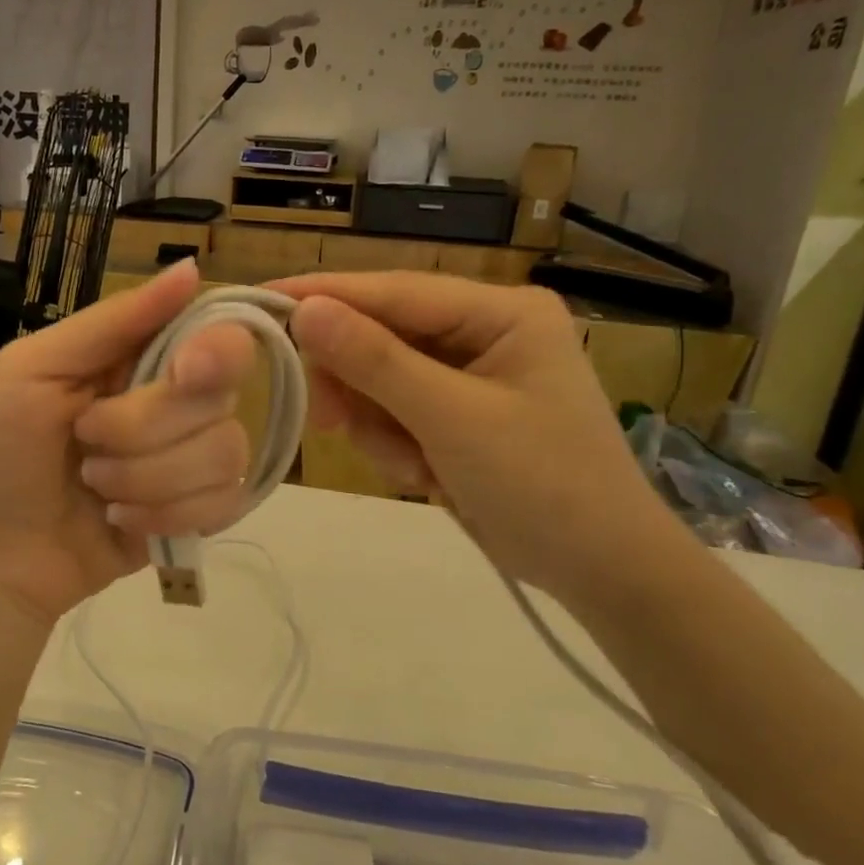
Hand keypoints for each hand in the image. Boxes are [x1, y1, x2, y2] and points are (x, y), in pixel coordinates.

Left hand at [0, 260, 255, 623]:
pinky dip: (167, 514)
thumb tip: (193, 268)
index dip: (216, 350)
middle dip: (145, 428)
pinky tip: (120, 520)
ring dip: (149, 477)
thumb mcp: (32, 369)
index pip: (216, 332)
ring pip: (225, 452)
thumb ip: (113, 321)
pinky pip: (225, 503)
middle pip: (219, 396)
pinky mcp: (193, 514)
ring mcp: (187, 460)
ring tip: (95, 489)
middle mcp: (173, 401)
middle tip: (85, 441)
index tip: (185, 372)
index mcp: (136, 356)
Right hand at [273, 273, 693, 604]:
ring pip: (381, 381)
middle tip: (328, 422)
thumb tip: (305, 311)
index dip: (326, 296)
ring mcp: (469, 375)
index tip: (261, 301)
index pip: (396, 291)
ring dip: (379, 425)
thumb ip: (375, 363)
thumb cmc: (543, 486)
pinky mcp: (457, 415)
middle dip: (358, 385)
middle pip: (382, 337)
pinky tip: (426, 475)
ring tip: (411, 466)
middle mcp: (484, 331)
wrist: (603, 573)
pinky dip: (396, 445)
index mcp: (501, 312)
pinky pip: (396, 413)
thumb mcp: (453, 420)